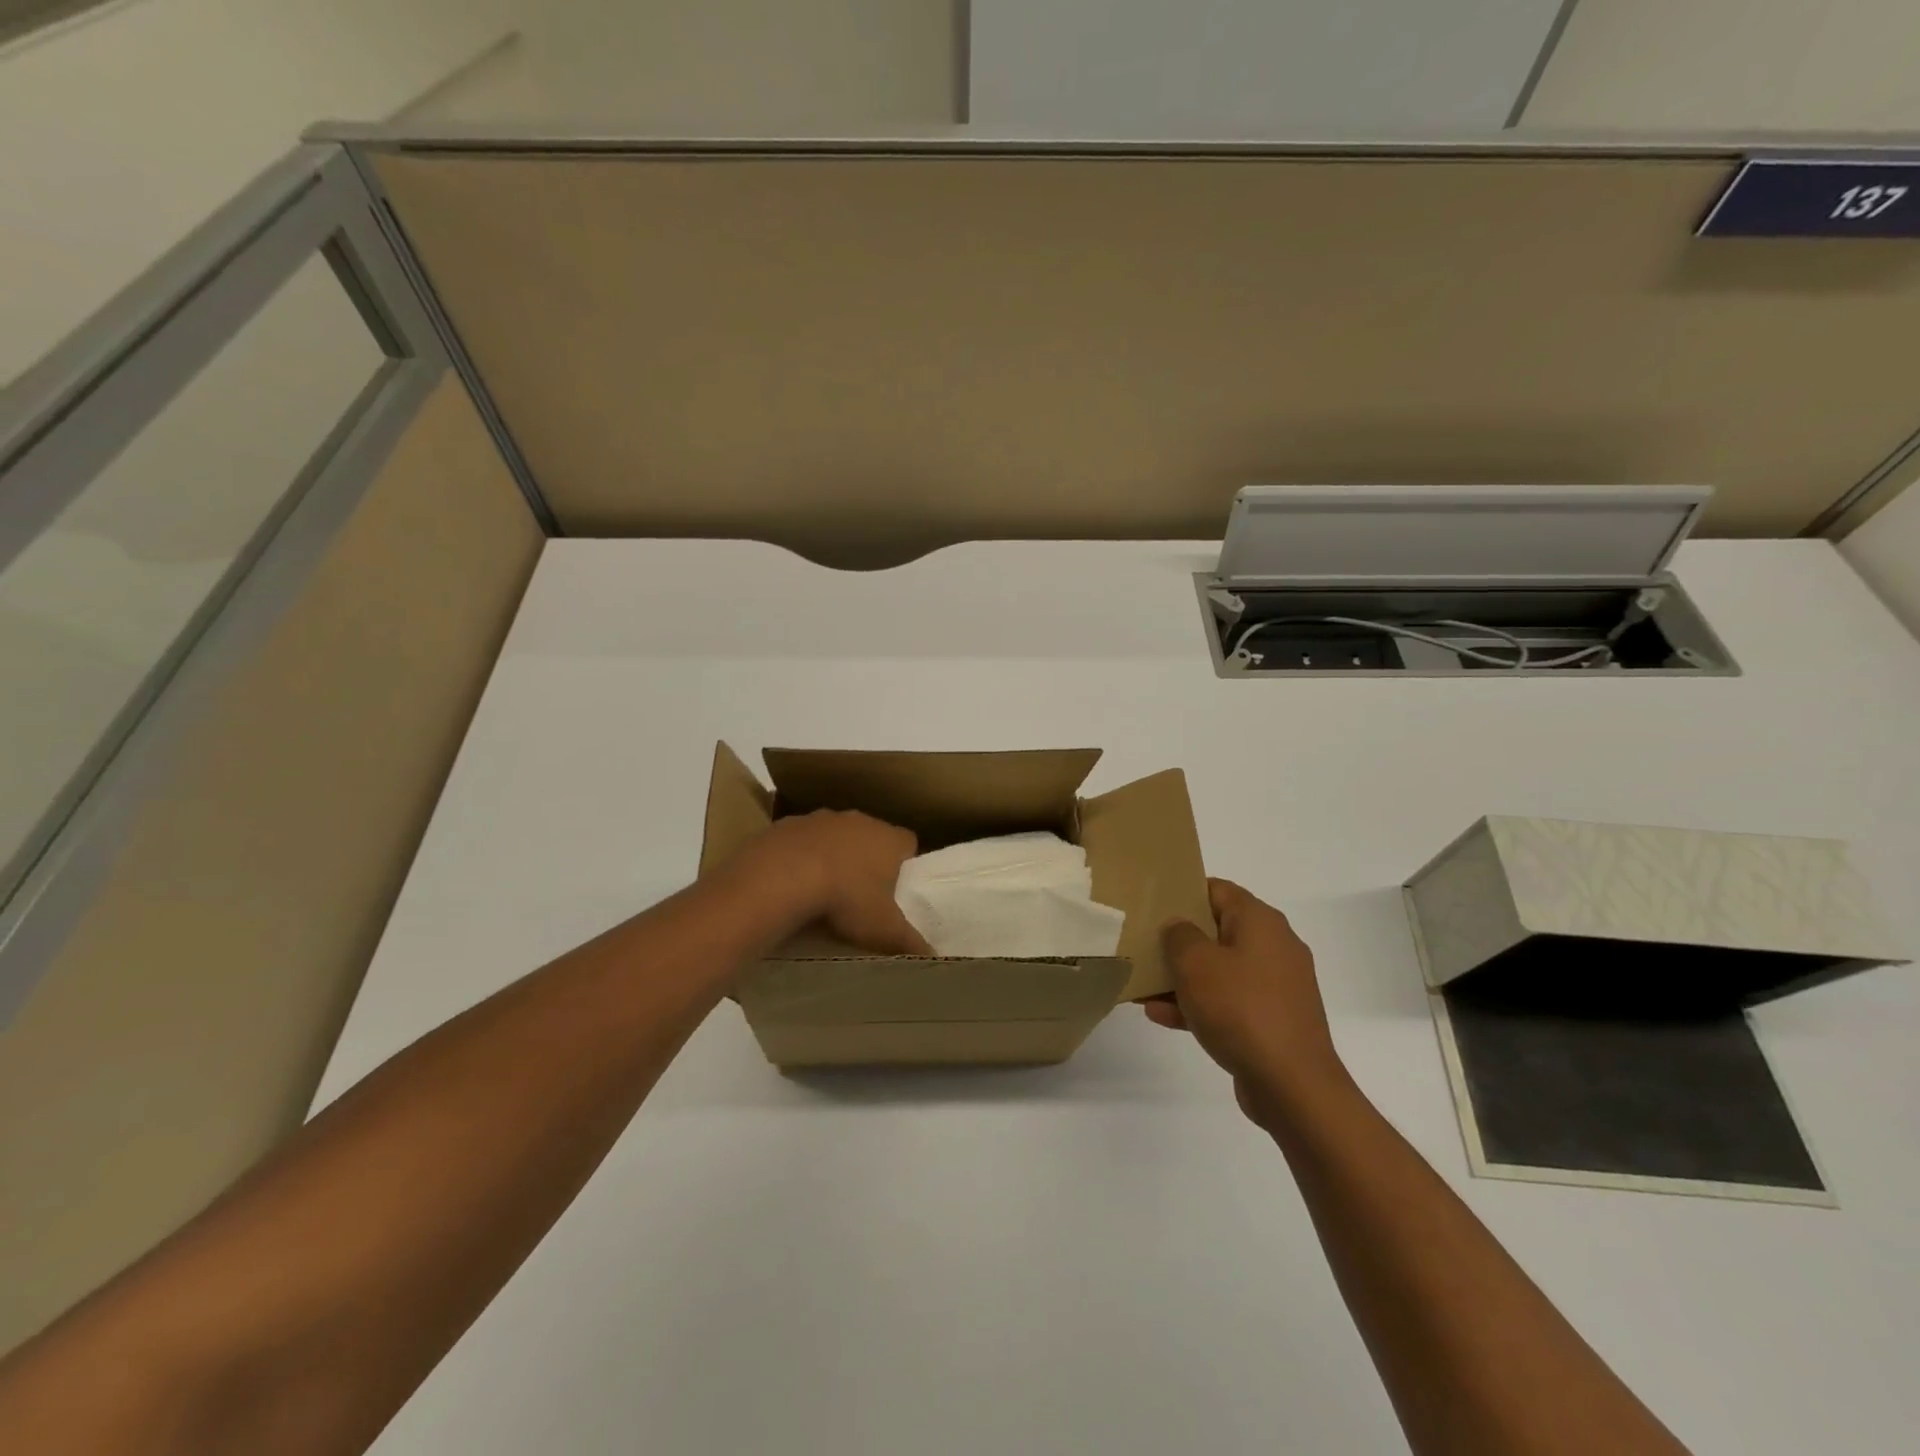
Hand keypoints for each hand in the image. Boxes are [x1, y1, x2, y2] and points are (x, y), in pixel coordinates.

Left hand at [742, 810, 932, 955]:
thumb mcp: (884, 930)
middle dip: (867, 859)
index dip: (905, 863)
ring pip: (835, 835)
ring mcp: (821, 818)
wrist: (782, 877)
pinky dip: (800, 856)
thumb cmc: (846, 898)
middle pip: (871, 835)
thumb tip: (933, 957)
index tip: (897, 886)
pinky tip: (792, 882)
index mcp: (889, 838)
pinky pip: (801, 840)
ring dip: (832, 855)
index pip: (908, 842)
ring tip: (824, 889)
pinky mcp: (788, 824)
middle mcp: (858, 820)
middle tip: (861, 892)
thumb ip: (911, 941)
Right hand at [1146, 879, 1350, 1120]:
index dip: (1182, 894)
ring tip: (1142, 986)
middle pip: (1216, 930)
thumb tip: (1179, 928)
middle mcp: (1273, 946)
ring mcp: (1276, 986)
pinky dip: (1199, 1005)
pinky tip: (1161, 1016)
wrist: (1293, 1086)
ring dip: (1182, 977)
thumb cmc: (1241, 1009)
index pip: (1217, 890)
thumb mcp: (1195, 963)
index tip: (1150, 905)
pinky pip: (1228, 1002)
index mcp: (1260, 922)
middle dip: (1177, 941)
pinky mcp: (1272, 1020)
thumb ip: (1178, 935)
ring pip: (1219, 970)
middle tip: (1142, 945)